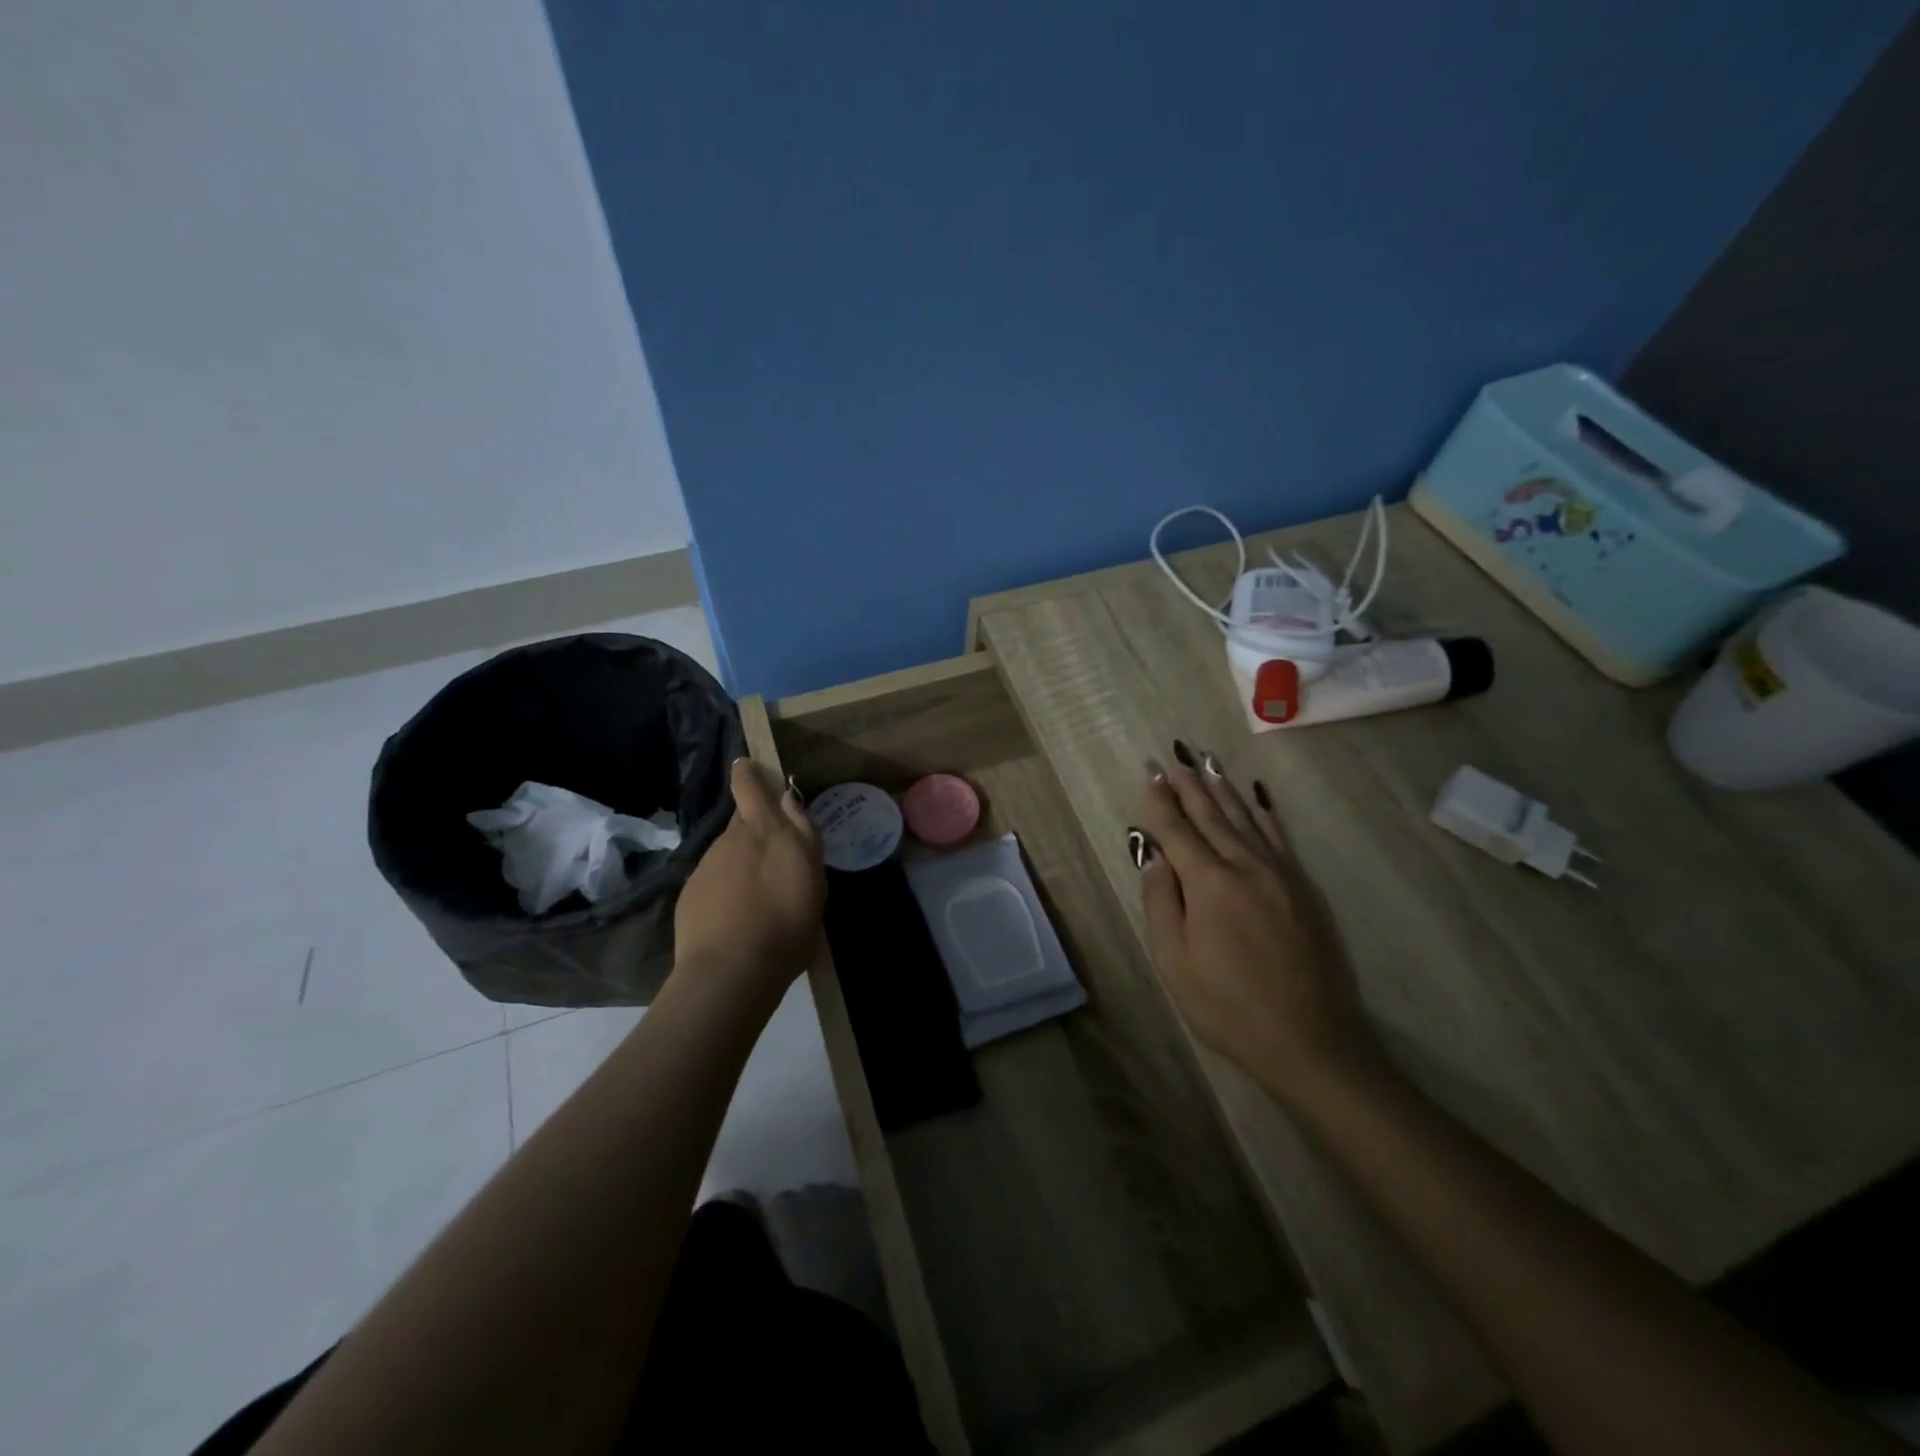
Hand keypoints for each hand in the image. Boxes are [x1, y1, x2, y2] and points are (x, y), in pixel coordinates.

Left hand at [673, 759, 825, 1000]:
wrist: (730, 972)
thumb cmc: (786, 924)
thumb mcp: (813, 879)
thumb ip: (803, 834)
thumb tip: (788, 799)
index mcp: (766, 830)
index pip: (749, 785)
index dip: (748, 773)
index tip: (749, 768)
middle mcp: (732, 839)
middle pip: (742, 821)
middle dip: (756, 828)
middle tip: (775, 855)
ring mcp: (707, 866)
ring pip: (728, 851)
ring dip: (742, 862)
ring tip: (759, 895)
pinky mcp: (690, 893)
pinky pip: (713, 879)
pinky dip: (726, 888)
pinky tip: (737, 914)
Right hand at [1134, 745, 1381, 1104]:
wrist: (1314, 1041)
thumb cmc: (1230, 1007)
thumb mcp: (1176, 962)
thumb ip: (1161, 903)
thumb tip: (1153, 856)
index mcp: (1209, 884)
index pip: (1176, 831)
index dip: (1159, 801)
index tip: (1149, 772)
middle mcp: (1246, 866)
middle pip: (1211, 816)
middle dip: (1189, 786)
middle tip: (1173, 758)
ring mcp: (1281, 874)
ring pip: (1246, 819)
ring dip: (1223, 790)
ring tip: (1206, 764)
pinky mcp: (1305, 888)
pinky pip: (1278, 836)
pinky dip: (1262, 812)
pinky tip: (1255, 799)